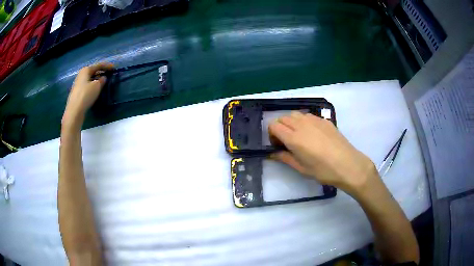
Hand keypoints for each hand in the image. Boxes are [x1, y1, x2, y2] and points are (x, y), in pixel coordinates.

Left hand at [62, 63, 113, 127]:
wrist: (74, 110)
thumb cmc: (86, 95)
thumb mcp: (97, 86)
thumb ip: (102, 80)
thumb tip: (103, 78)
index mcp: (86, 70)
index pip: (98, 65)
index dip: (107, 66)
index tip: (114, 68)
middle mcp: (81, 74)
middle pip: (93, 71)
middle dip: (101, 72)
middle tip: (108, 74)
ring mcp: (78, 83)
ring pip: (90, 78)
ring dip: (96, 79)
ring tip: (103, 82)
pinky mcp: (77, 92)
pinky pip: (87, 85)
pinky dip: (92, 85)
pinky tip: (95, 89)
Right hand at [269, 111, 377, 195]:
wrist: (348, 164)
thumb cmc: (323, 170)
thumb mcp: (301, 168)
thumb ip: (285, 158)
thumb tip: (272, 154)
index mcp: (294, 138)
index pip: (274, 125)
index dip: (272, 134)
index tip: (278, 145)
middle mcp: (302, 124)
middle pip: (283, 118)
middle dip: (280, 127)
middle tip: (287, 141)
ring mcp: (314, 120)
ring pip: (295, 114)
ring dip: (292, 123)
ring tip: (299, 136)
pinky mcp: (324, 120)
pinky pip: (308, 116)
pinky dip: (304, 122)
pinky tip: (312, 134)